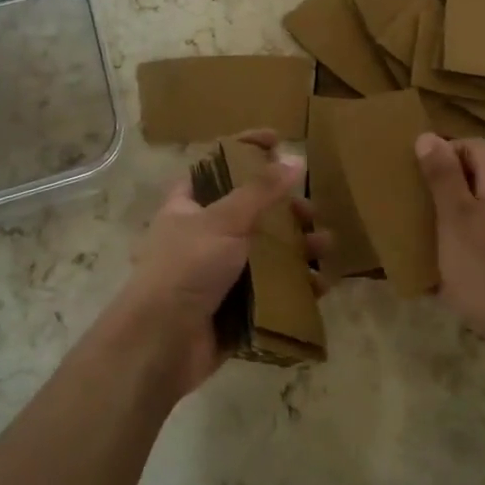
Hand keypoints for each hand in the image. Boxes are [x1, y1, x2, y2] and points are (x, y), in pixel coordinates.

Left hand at [110, 131, 323, 395]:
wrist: (159, 345)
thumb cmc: (186, 268)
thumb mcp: (224, 220)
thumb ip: (261, 191)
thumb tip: (295, 158)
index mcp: (189, 206)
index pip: (218, 165)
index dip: (246, 148)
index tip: (278, 140)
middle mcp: (204, 235)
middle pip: (251, 212)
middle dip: (286, 210)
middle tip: (310, 212)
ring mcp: (219, 274)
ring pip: (266, 252)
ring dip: (298, 248)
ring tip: (325, 247)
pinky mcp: (234, 308)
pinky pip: (272, 291)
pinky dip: (297, 286)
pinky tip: (321, 284)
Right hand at [415, 133, 484, 358]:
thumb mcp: (453, 218)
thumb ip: (442, 174)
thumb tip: (428, 136)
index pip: (467, 144)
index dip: (439, 159)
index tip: (418, 186)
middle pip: (482, 168)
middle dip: (451, 183)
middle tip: (424, 210)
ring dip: (465, 207)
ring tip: (440, 232)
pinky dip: (483, 226)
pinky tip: (467, 253)